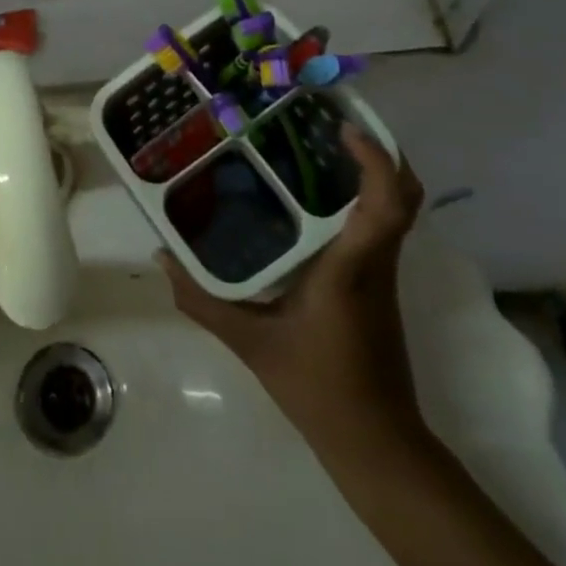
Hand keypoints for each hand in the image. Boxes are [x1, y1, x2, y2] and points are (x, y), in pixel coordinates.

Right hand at [159, 127, 426, 452]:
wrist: (377, 444)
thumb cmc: (317, 388)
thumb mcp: (250, 344)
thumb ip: (202, 299)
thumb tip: (161, 256)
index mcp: (351, 269)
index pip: (385, 206)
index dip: (375, 160)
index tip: (343, 127)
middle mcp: (375, 262)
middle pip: (403, 195)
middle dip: (379, 151)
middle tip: (331, 121)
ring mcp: (383, 273)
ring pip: (395, 209)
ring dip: (372, 171)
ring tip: (322, 144)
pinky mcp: (379, 284)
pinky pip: (380, 225)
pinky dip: (363, 197)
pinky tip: (318, 195)